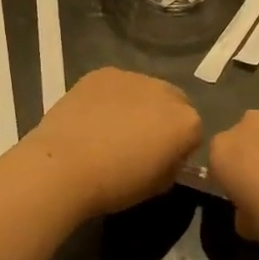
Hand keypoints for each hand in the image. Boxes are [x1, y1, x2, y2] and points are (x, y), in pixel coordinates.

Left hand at [16, 68, 201, 217]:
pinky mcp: (103, 72)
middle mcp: (166, 91)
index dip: (179, 149)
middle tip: (139, 142)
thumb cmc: (115, 184)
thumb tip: (167, 156)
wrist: (64, 166)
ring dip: (138, 104)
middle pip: (174, 103)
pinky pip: (117, 84)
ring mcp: (133, 77)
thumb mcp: (157, 186)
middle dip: (163, 119)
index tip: (160, 162)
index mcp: (187, 122)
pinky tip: (93, 117)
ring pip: (145, 90)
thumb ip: (172, 165)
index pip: (194, 133)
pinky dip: (112, 97)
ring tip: (112, 128)